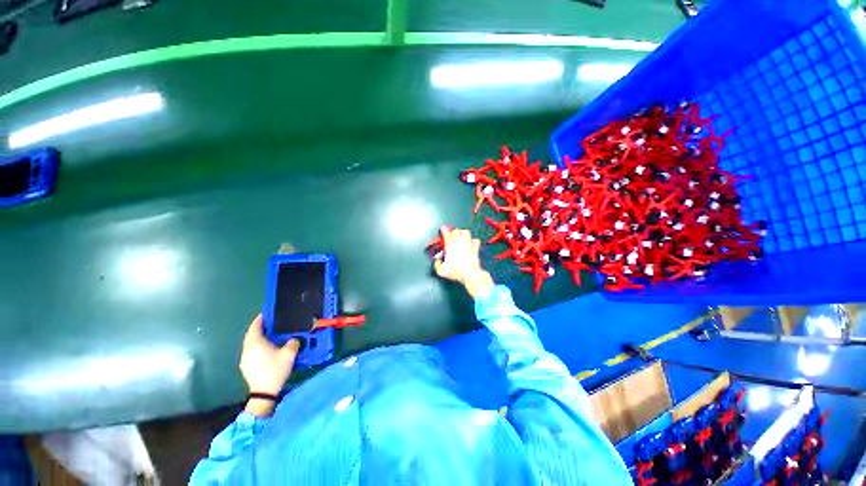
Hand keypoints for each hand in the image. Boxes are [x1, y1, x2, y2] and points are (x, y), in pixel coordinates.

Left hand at [239, 314, 299, 415]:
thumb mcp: (289, 353)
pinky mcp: (246, 367)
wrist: (264, 393)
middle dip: (260, 328)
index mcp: (256, 343)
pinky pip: (252, 352)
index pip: (256, 326)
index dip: (261, 319)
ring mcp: (245, 359)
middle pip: (252, 335)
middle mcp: (247, 349)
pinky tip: (267, 351)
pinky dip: (258, 347)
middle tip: (272, 325)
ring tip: (271, 337)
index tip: (267, 314)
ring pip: (251, 344)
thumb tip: (293, 340)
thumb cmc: (275, 370)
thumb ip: (293, 342)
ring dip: (259, 338)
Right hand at [433, 227, 494, 298]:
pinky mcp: (475, 248)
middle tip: (451, 235)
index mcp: (450, 246)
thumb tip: (437, 261)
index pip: (446, 233)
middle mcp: (460, 243)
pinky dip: (473, 240)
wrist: (470, 275)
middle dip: (452, 231)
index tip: (443, 228)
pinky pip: (475, 240)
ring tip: (460, 236)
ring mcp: (468, 244)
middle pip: (456, 230)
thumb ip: (437, 264)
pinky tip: (470, 243)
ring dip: (462, 233)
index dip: (444, 230)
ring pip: (466, 231)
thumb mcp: (441, 270)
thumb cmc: (456, 272)